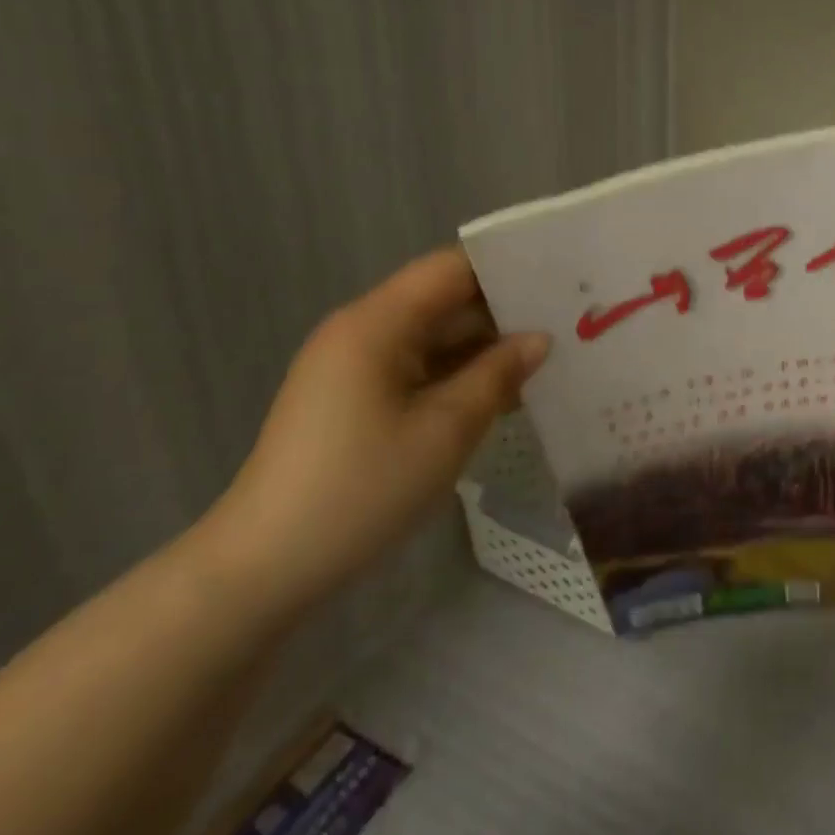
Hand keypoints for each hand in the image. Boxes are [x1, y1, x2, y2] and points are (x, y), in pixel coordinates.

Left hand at [197, 247, 548, 618]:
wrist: (266, 567)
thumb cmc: (363, 489)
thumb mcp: (446, 430)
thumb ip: (498, 374)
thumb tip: (539, 339)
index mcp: (377, 323)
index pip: (451, 268)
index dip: (505, 267)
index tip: (559, 276)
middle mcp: (362, 330)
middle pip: (443, 300)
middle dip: (503, 310)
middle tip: (568, 320)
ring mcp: (354, 365)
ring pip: (433, 337)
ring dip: (483, 346)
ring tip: (549, 355)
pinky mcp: (353, 397)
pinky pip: (416, 367)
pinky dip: (457, 374)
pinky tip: (502, 392)